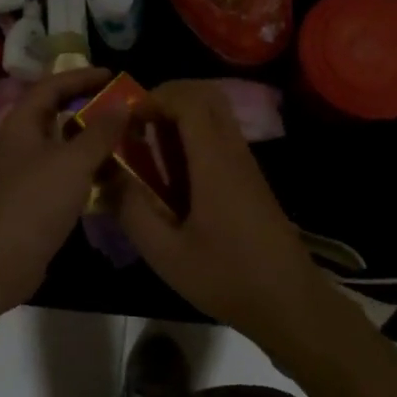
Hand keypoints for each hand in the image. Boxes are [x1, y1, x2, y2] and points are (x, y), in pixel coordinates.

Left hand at [0, 69, 127, 314]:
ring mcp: (21, 173)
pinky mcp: (29, 200)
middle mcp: (18, 142)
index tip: (112, 75)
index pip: (50, 86)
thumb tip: (122, 104)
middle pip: (53, 113)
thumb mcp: (74, 162)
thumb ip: (100, 131)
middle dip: (85, 106)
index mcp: (21, 124)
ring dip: (86, 139)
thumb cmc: (35, 202)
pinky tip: (105, 176)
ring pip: (58, 145)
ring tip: (119, 138)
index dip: (80, 77)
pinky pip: (60, 172)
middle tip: (118, 106)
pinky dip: (82, 168)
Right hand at [113, 80, 331, 346]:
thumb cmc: (228, 277)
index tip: (127, 122)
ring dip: (180, 115)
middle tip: (137, 124)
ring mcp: (245, 162)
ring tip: (149, 146)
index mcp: (215, 161)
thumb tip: (107, 175)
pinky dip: (193, 134)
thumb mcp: (167, 254)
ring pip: (215, 112)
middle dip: (167, 97)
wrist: (290, 302)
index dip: (155, 98)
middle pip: (206, 94)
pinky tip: (173, 172)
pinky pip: (220, 134)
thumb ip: (133, 210)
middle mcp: (233, 150)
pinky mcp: (249, 177)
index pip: (189, 100)